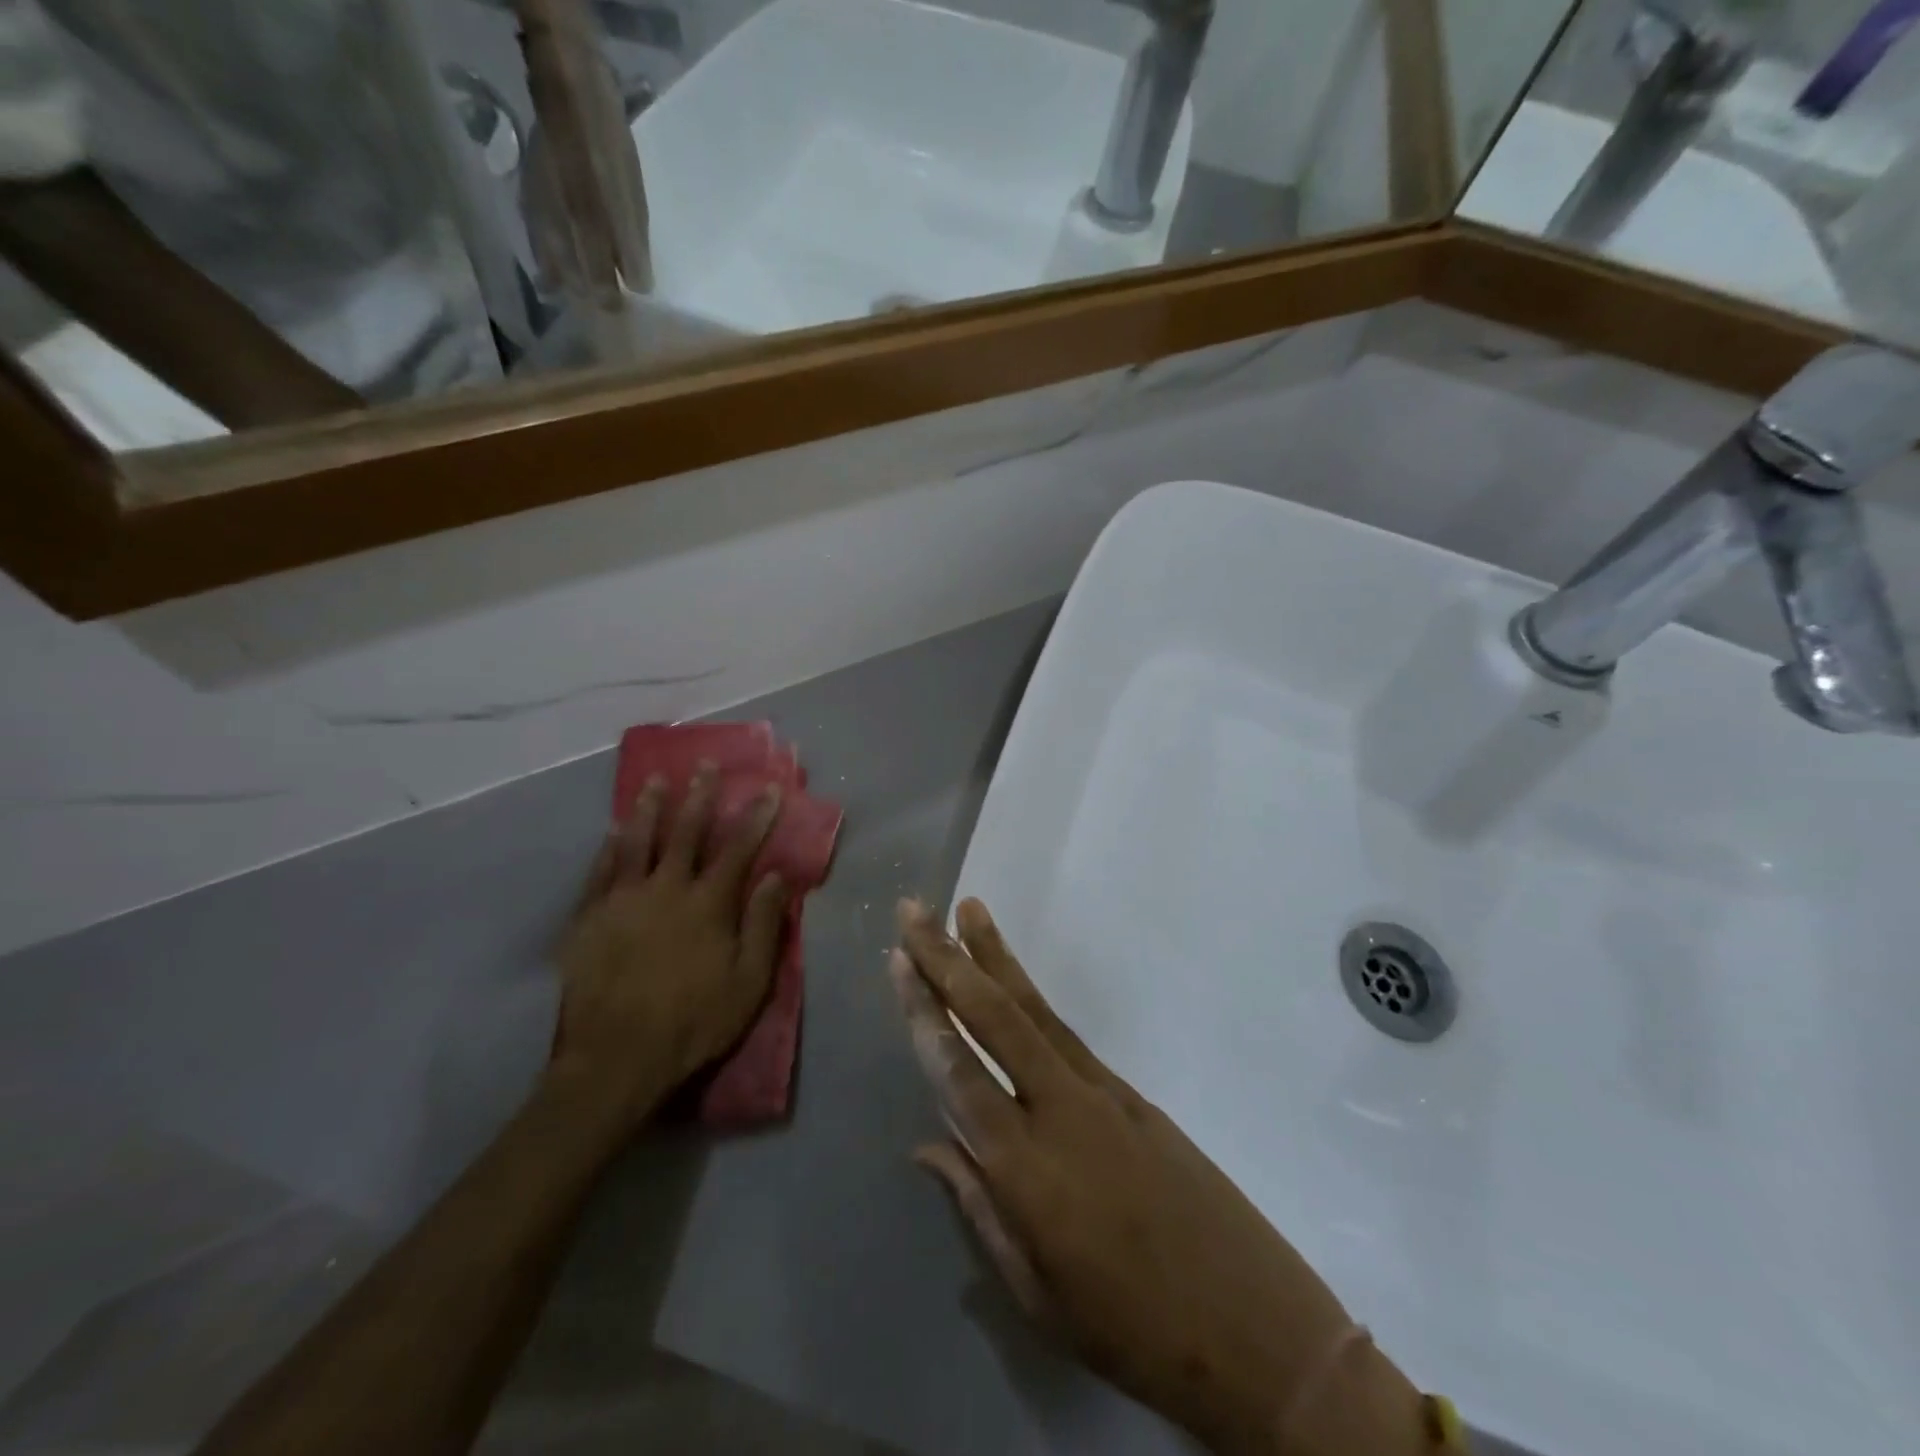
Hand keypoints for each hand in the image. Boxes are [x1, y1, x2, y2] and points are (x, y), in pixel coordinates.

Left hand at [551, 764, 787, 1132]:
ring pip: (638, 842)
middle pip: (686, 833)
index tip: (769, 789)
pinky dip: (610, 847)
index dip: (757, 817)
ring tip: (656, 780)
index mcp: (709, 904)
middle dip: (700, 796)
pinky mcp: (588, 918)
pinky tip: (614, 830)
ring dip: (650, 808)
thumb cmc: (694, 1022)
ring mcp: (623, 900)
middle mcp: (666, 889)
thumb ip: (763, 924)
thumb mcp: (749, 981)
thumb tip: (778, 875)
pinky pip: (600, 871)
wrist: (616, 1059)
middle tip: (705, 765)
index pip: (739, 849)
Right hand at [889, 899, 1428, 1455]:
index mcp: (1027, 1170)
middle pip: (994, 1018)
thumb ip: (979, 1208)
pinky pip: (1066, 1033)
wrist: (1256, 1328)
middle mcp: (1060, 1111)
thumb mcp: (1039, 1295)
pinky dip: (1032, 995)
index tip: (898, 962)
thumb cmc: (1132, 1331)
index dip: (924, 1014)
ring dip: (994, 956)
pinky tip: (1012, 979)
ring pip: (1034, 1010)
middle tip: (914, 911)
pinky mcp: (1131, 1092)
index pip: (958, 1073)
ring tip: (966, 910)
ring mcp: (1102, 1093)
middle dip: (948, 960)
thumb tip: (928, 1146)